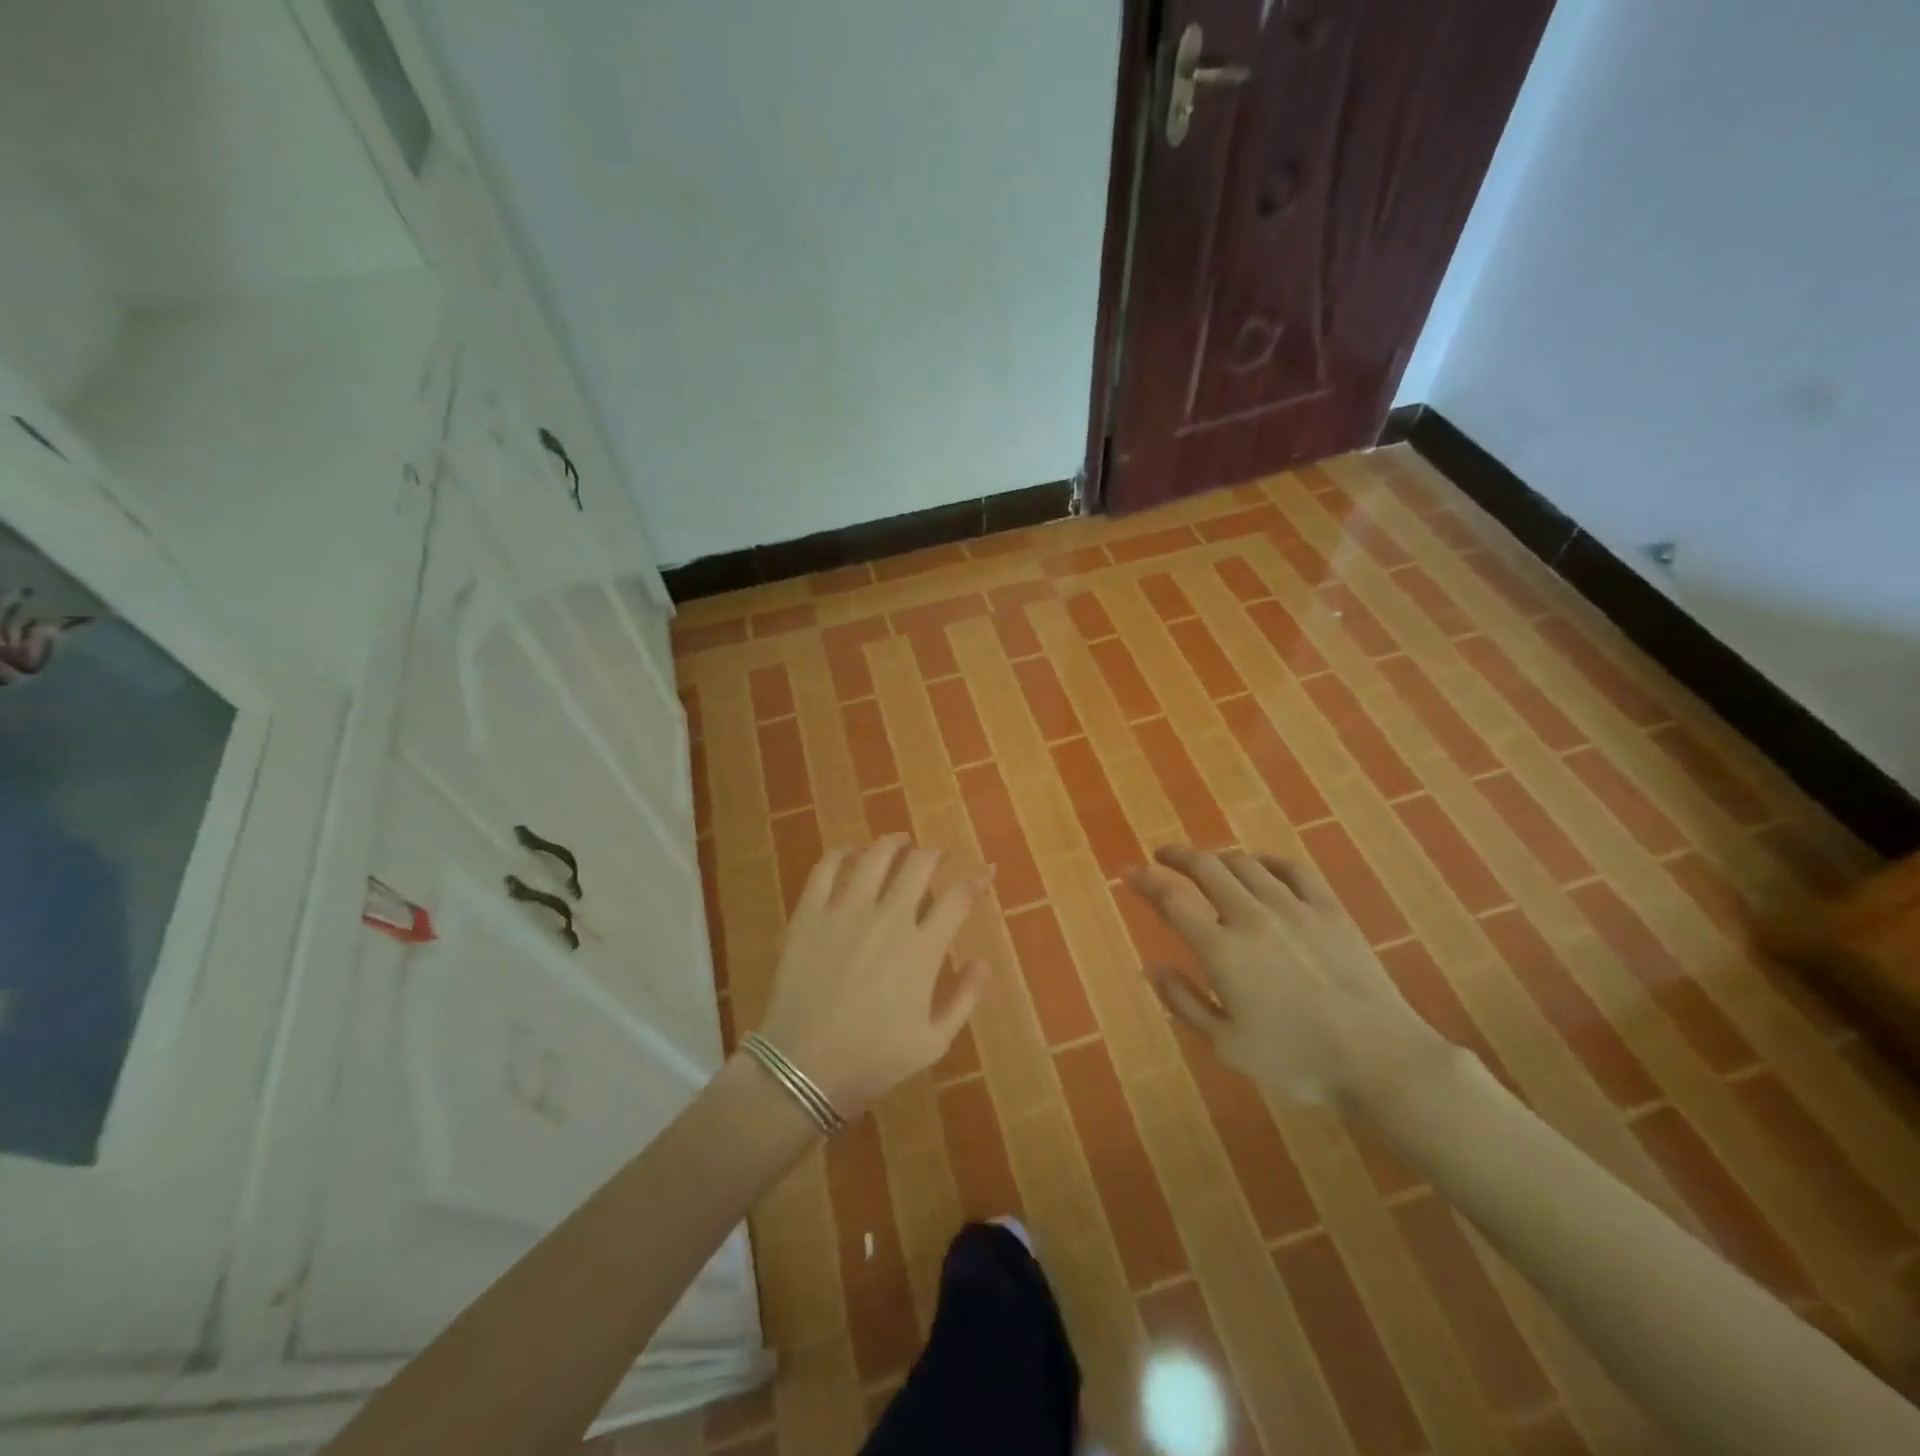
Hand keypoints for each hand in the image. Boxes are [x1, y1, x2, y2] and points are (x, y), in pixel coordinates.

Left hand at [755, 835, 991, 1117]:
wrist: (803, 1069)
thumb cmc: (873, 1060)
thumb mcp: (934, 1042)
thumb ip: (964, 999)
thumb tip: (982, 961)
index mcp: (922, 949)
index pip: (958, 897)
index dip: (977, 879)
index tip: (986, 872)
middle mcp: (889, 919)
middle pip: (918, 865)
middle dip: (934, 854)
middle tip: (937, 855)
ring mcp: (846, 911)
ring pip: (875, 857)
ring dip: (893, 843)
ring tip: (900, 842)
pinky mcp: (810, 914)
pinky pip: (826, 868)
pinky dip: (841, 853)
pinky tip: (850, 852)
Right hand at [1128, 846, 1452, 1112]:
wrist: (1379, 1058)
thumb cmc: (1296, 1060)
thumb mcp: (1227, 1044)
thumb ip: (1185, 1002)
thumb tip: (1152, 967)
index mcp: (1222, 950)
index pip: (1172, 900)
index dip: (1146, 881)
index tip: (1129, 872)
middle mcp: (1252, 917)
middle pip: (1207, 868)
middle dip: (1177, 856)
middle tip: (1162, 855)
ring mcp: (1294, 908)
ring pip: (1246, 864)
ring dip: (1219, 859)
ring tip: (1208, 865)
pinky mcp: (1330, 910)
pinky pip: (1294, 870)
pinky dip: (1268, 861)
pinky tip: (1261, 865)